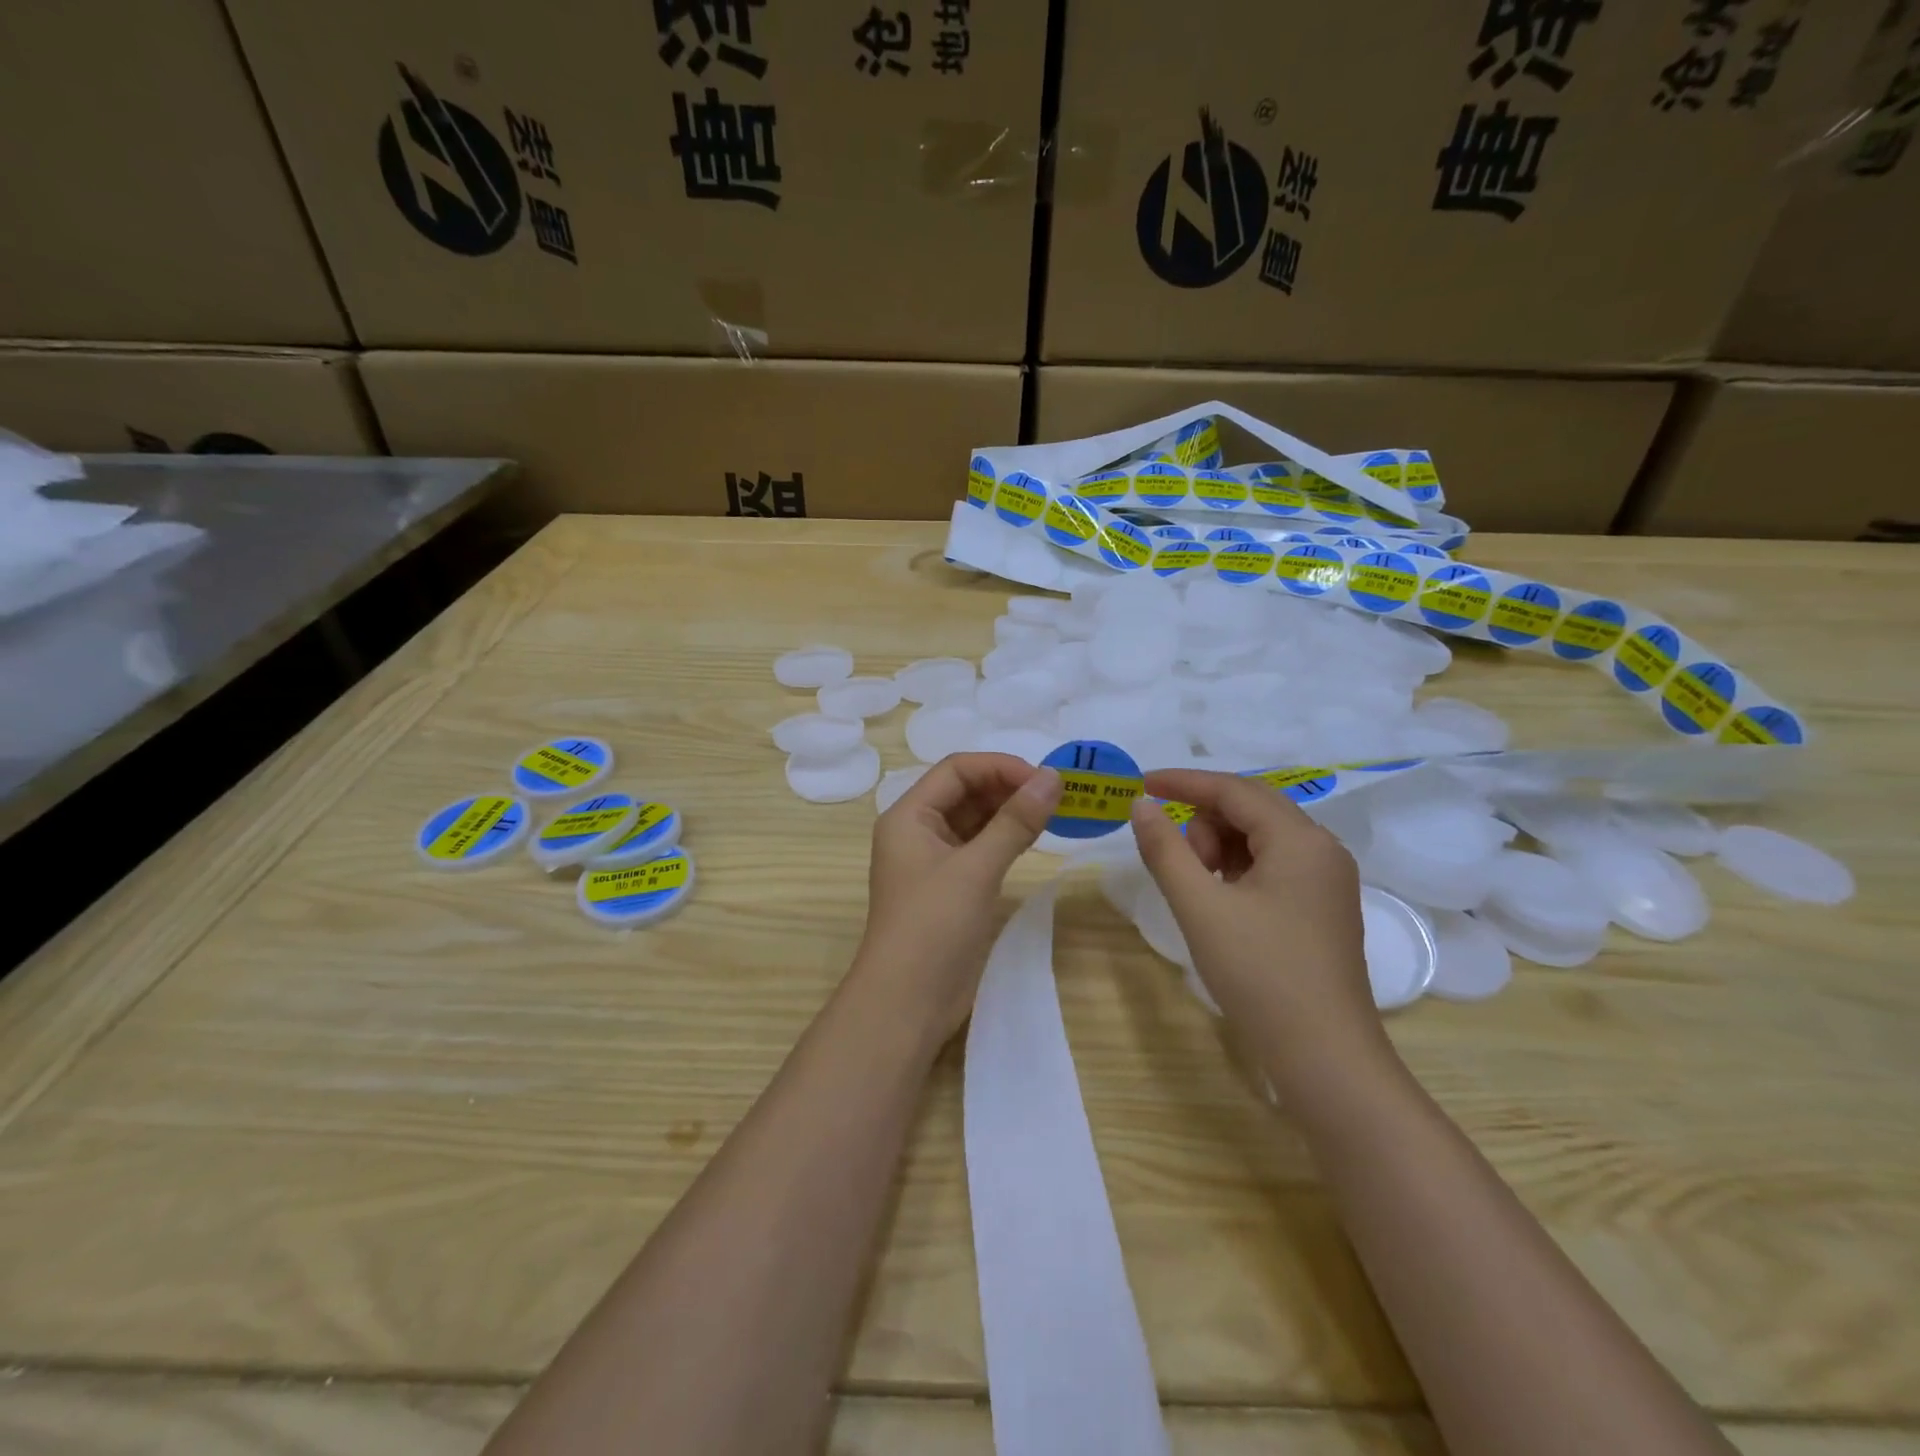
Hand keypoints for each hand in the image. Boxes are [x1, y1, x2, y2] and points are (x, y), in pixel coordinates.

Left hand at [852, 753, 1061, 1046]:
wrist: (907, 1003)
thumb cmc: (933, 926)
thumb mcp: (976, 869)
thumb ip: (1015, 821)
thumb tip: (1054, 777)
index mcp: (908, 816)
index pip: (957, 770)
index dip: (1000, 767)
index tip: (1045, 779)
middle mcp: (917, 830)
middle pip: (965, 791)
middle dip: (1009, 787)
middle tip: (1057, 796)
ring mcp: (933, 860)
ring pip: (974, 820)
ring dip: (1010, 812)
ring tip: (1054, 813)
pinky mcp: (950, 887)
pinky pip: (979, 847)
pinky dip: (1006, 839)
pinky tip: (1035, 839)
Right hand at [1130, 769, 1388, 1084]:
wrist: (1324, 1058)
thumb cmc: (1259, 975)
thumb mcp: (1200, 907)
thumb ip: (1165, 849)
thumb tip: (1140, 805)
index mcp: (1300, 840)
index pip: (1234, 790)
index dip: (1184, 782)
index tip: (1141, 784)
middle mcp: (1322, 849)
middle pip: (1250, 809)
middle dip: (1204, 824)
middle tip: (1181, 867)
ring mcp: (1327, 879)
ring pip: (1260, 837)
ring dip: (1221, 848)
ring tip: (1202, 893)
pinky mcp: (1322, 906)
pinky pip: (1273, 865)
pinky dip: (1239, 870)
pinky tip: (1223, 903)